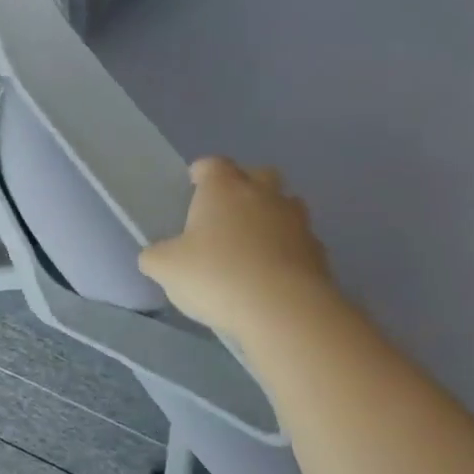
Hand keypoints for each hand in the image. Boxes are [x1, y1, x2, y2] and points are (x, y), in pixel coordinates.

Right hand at [139, 157, 334, 341]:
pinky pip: (299, 240)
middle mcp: (263, 194)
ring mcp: (296, 221)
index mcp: (223, 189)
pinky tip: (273, 273)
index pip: (213, 165)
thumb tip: (157, 255)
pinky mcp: (317, 250)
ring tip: (252, 243)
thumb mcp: (165, 268)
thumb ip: (156, 256)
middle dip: (244, 185)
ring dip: (270, 216)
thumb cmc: (215, 275)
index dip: (202, 172)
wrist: (281, 307)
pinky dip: (287, 249)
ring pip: (285, 204)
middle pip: (258, 174)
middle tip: (226, 211)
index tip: (193, 183)